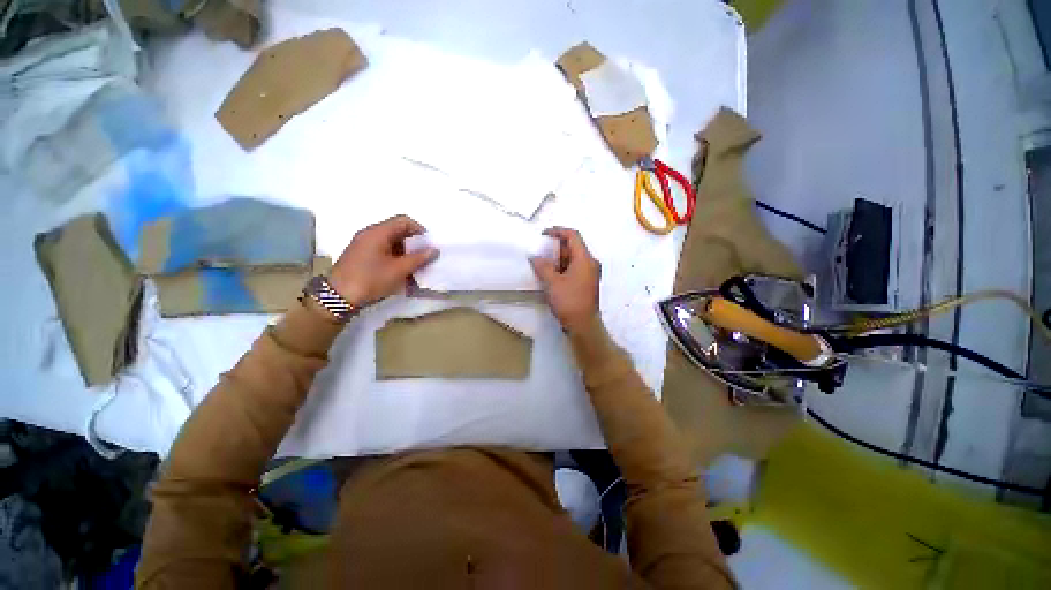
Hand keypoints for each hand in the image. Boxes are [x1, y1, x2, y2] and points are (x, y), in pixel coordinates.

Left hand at [329, 215, 437, 306]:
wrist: (338, 297)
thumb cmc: (371, 279)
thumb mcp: (399, 270)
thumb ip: (419, 258)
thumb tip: (434, 250)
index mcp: (378, 232)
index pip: (403, 221)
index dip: (419, 230)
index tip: (429, 244)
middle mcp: (369, 233)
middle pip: (397, 230)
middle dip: (413, 242)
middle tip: (423, 256)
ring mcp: (363, 244)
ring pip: (390, 241)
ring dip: (404, 250)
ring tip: (413, 266)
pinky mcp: (360, 255)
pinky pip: (382, 249)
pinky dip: (394, 256)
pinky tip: (399, 270)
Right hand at [530, 227, 600, 333]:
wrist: (583, 325)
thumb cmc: (569, 301)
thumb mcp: (552, 283)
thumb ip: (542, 267)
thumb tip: (535, 257)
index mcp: (585, 259)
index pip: (573, 236)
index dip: (558, 231)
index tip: (543, 234)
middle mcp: (590, 263)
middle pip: (574, 246)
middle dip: (556, 246)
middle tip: (540, 249)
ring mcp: (590, 273)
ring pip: (574, 258)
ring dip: (558, 257)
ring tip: (543, 261)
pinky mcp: (587, 283)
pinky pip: (574, 268)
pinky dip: (563, 267)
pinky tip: (551, 273)